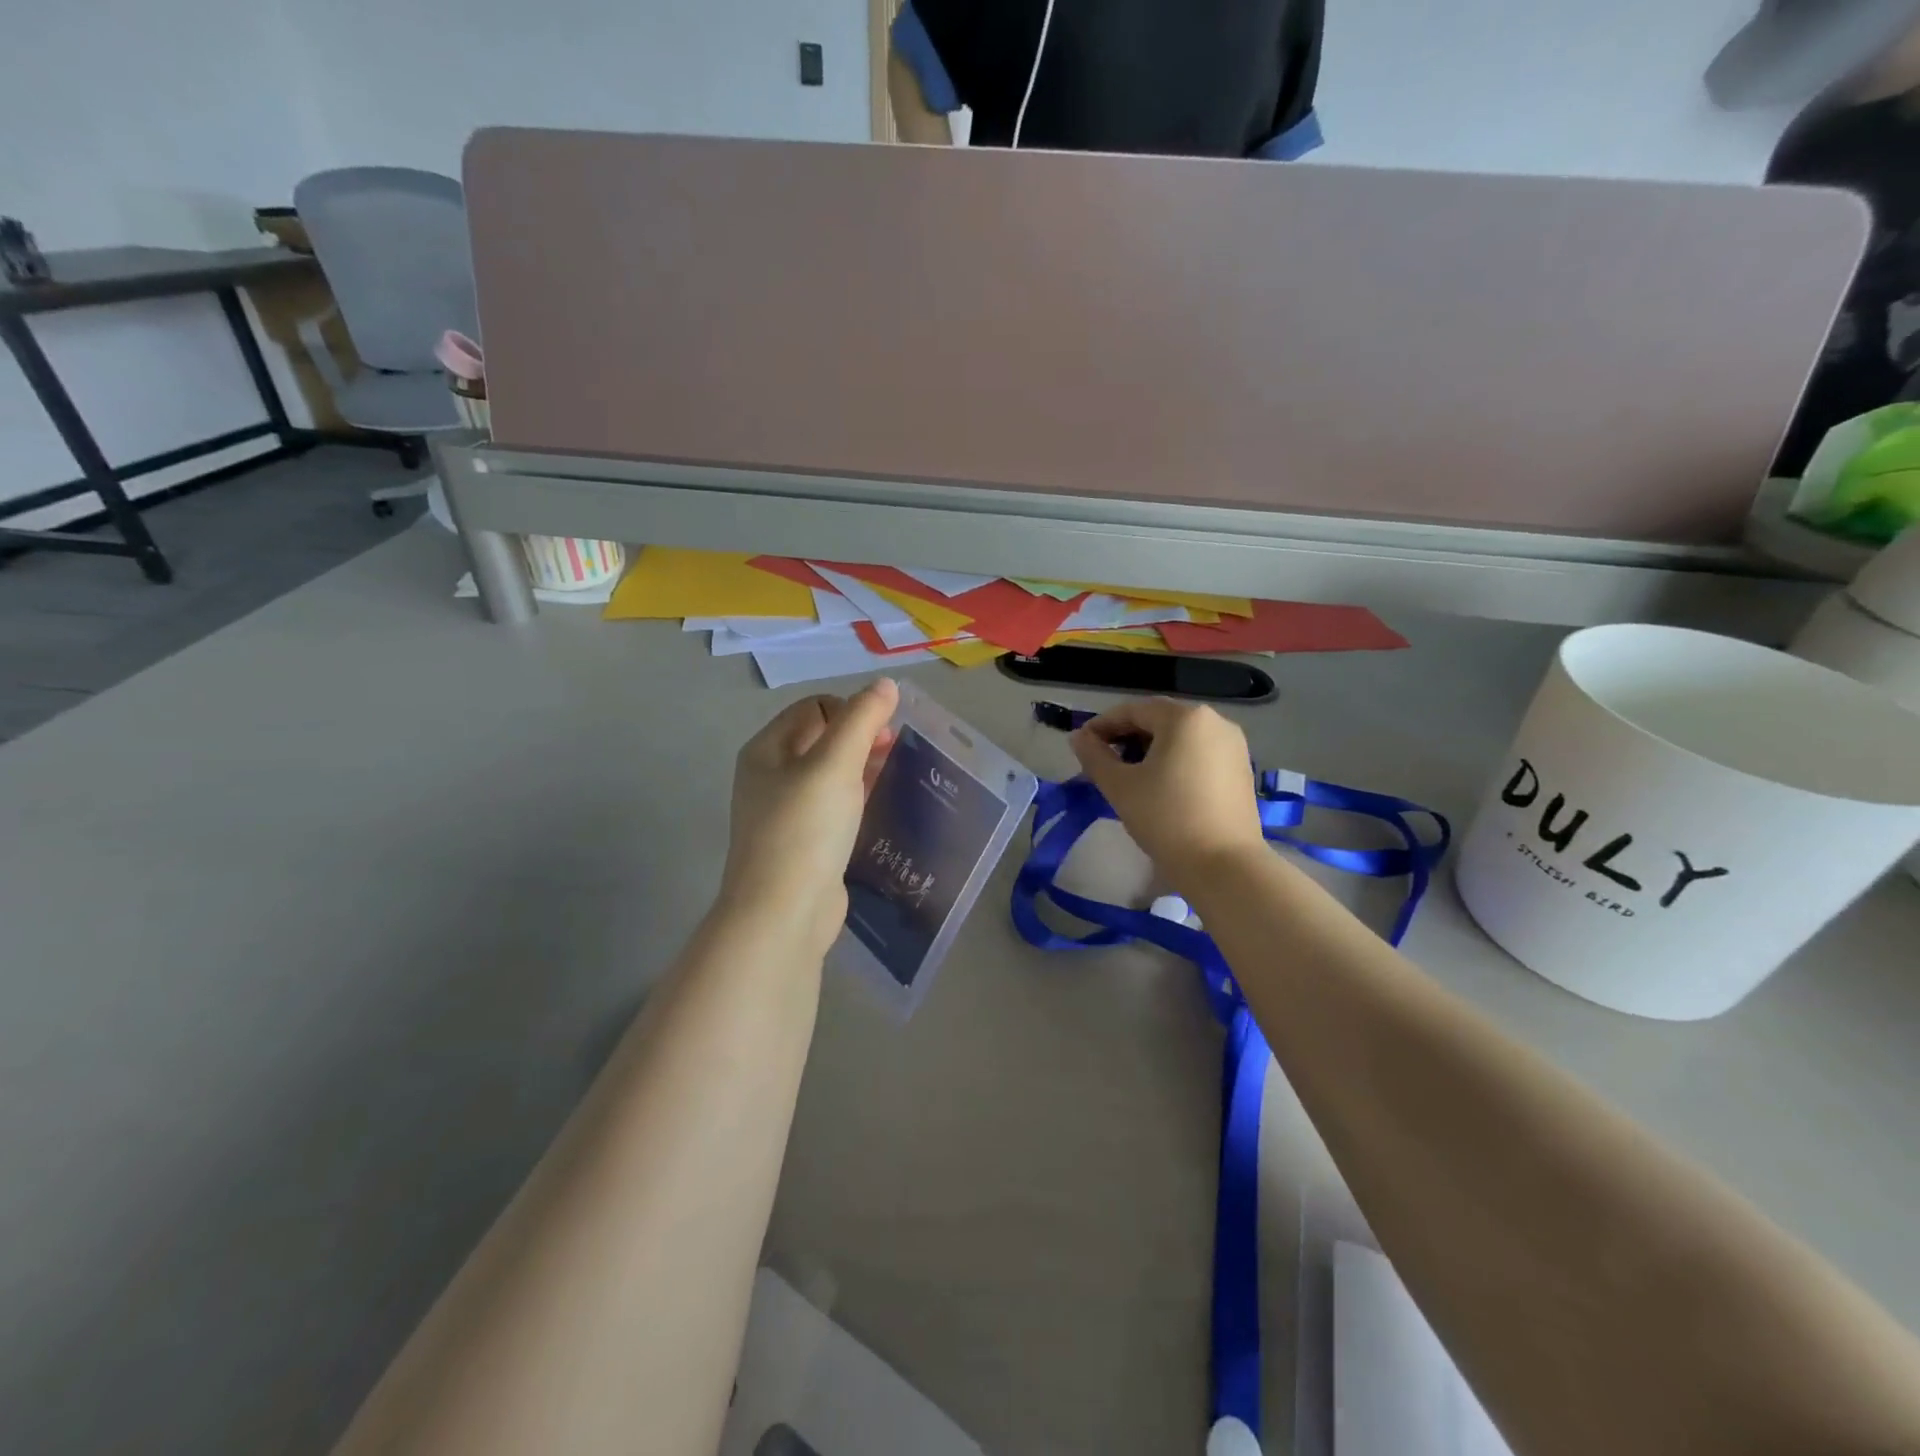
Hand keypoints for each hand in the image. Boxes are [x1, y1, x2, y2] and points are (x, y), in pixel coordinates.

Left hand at [720, 678, 899, 955]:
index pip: (814, 708)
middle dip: (861, 738)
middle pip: (821, 739)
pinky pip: (834, 807)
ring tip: (895, 776)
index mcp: (766, 750)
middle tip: (894, 752)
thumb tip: (885, 684)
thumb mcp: (835, 764)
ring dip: (862, 768)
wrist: (784, 913)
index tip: (883, 734)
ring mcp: (786, 813)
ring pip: (830, 775)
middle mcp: (770, 776)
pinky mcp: (804, 843)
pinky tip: (879, 808)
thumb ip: (861, 719)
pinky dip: (857, 799)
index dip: (851, 711)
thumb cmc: (805, 829)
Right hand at [1069, 698, 1265, 886]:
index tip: (1081, 744)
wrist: (1224, 866)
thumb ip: (1094, 756)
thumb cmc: (1166, 818)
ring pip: (1181, 737)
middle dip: (1127, 735)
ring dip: (1150, 748)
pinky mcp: (1241, 769)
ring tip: (1128, 774)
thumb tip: (1079, 737)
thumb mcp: (1120, 786)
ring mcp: (1234, 745)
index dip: (1102, 724)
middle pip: (1160, 719)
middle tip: (1101, 759)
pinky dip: (1175, 760)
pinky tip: (1160, 784)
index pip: (1133, 710)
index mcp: (1185, 718)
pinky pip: (1199, 753)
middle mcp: (1215, 721)